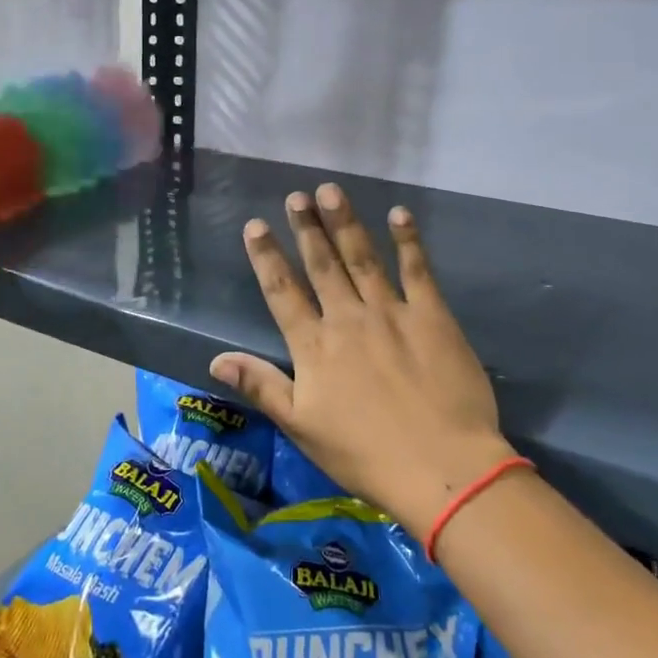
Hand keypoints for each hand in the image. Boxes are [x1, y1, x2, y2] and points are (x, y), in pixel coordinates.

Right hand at [211, 183, 515, 536]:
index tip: (255, 225)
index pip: (282, 292)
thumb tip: (216, 360)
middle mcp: (348, 319)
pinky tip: (398, 214)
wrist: (442, 467)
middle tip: (296, 195)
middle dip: (307, 228)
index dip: (266, 257)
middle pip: (322, 265)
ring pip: (362, 257)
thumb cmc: (365, 454)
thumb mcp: (302, 427)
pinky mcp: (432, 316)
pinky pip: (417, 270)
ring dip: (345, 222)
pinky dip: (407, 240)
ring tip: (331, 191)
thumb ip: (261, 386)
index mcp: (314, 347)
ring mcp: (391, 313)